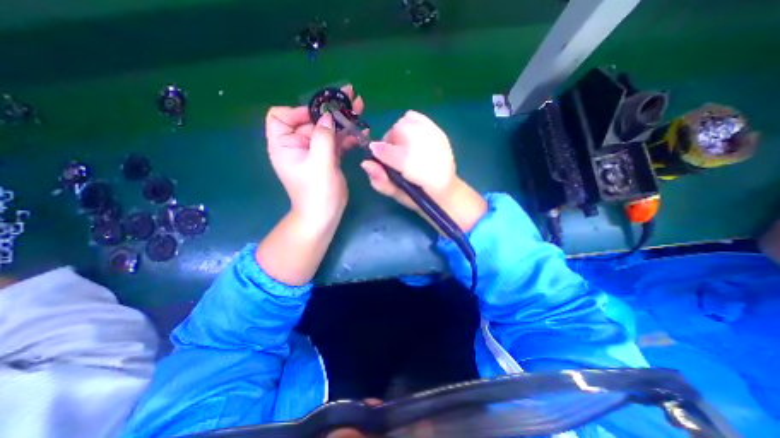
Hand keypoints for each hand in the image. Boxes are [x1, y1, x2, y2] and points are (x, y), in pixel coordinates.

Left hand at [264, 86, 363, 228]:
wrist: (324, 214)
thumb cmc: (317, 192)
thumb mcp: (319, 163)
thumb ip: (323, 136)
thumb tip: (329, 116)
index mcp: (284, 144)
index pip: (282, 116)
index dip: (300, 111)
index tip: (321, 114)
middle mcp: (297, 144)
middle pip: (311, 120)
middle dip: (330, 109)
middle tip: (350, 96)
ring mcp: (314, 151)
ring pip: (327, 129)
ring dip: (343, 120)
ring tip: (360, 107)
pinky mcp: (327, 157)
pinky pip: (336, 141)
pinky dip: (347, 136)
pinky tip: (362, 131)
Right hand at [360, 110, 484, 231]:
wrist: (446, 191)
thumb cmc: (419, 197)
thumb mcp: (398, 196)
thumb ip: (381, 182)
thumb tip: (365, 163)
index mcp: (421, 173)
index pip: (393, 153)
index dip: (381, 154)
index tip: (377, 158)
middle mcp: (431, 150)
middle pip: (397, 131)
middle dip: (390, 143)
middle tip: (394, 156)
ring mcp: (437, 138)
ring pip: (406, 122)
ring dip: (399, 134)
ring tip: (404, 148)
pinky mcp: (440, 132)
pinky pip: (417, 117)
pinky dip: (409, 124)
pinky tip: (411, 138)